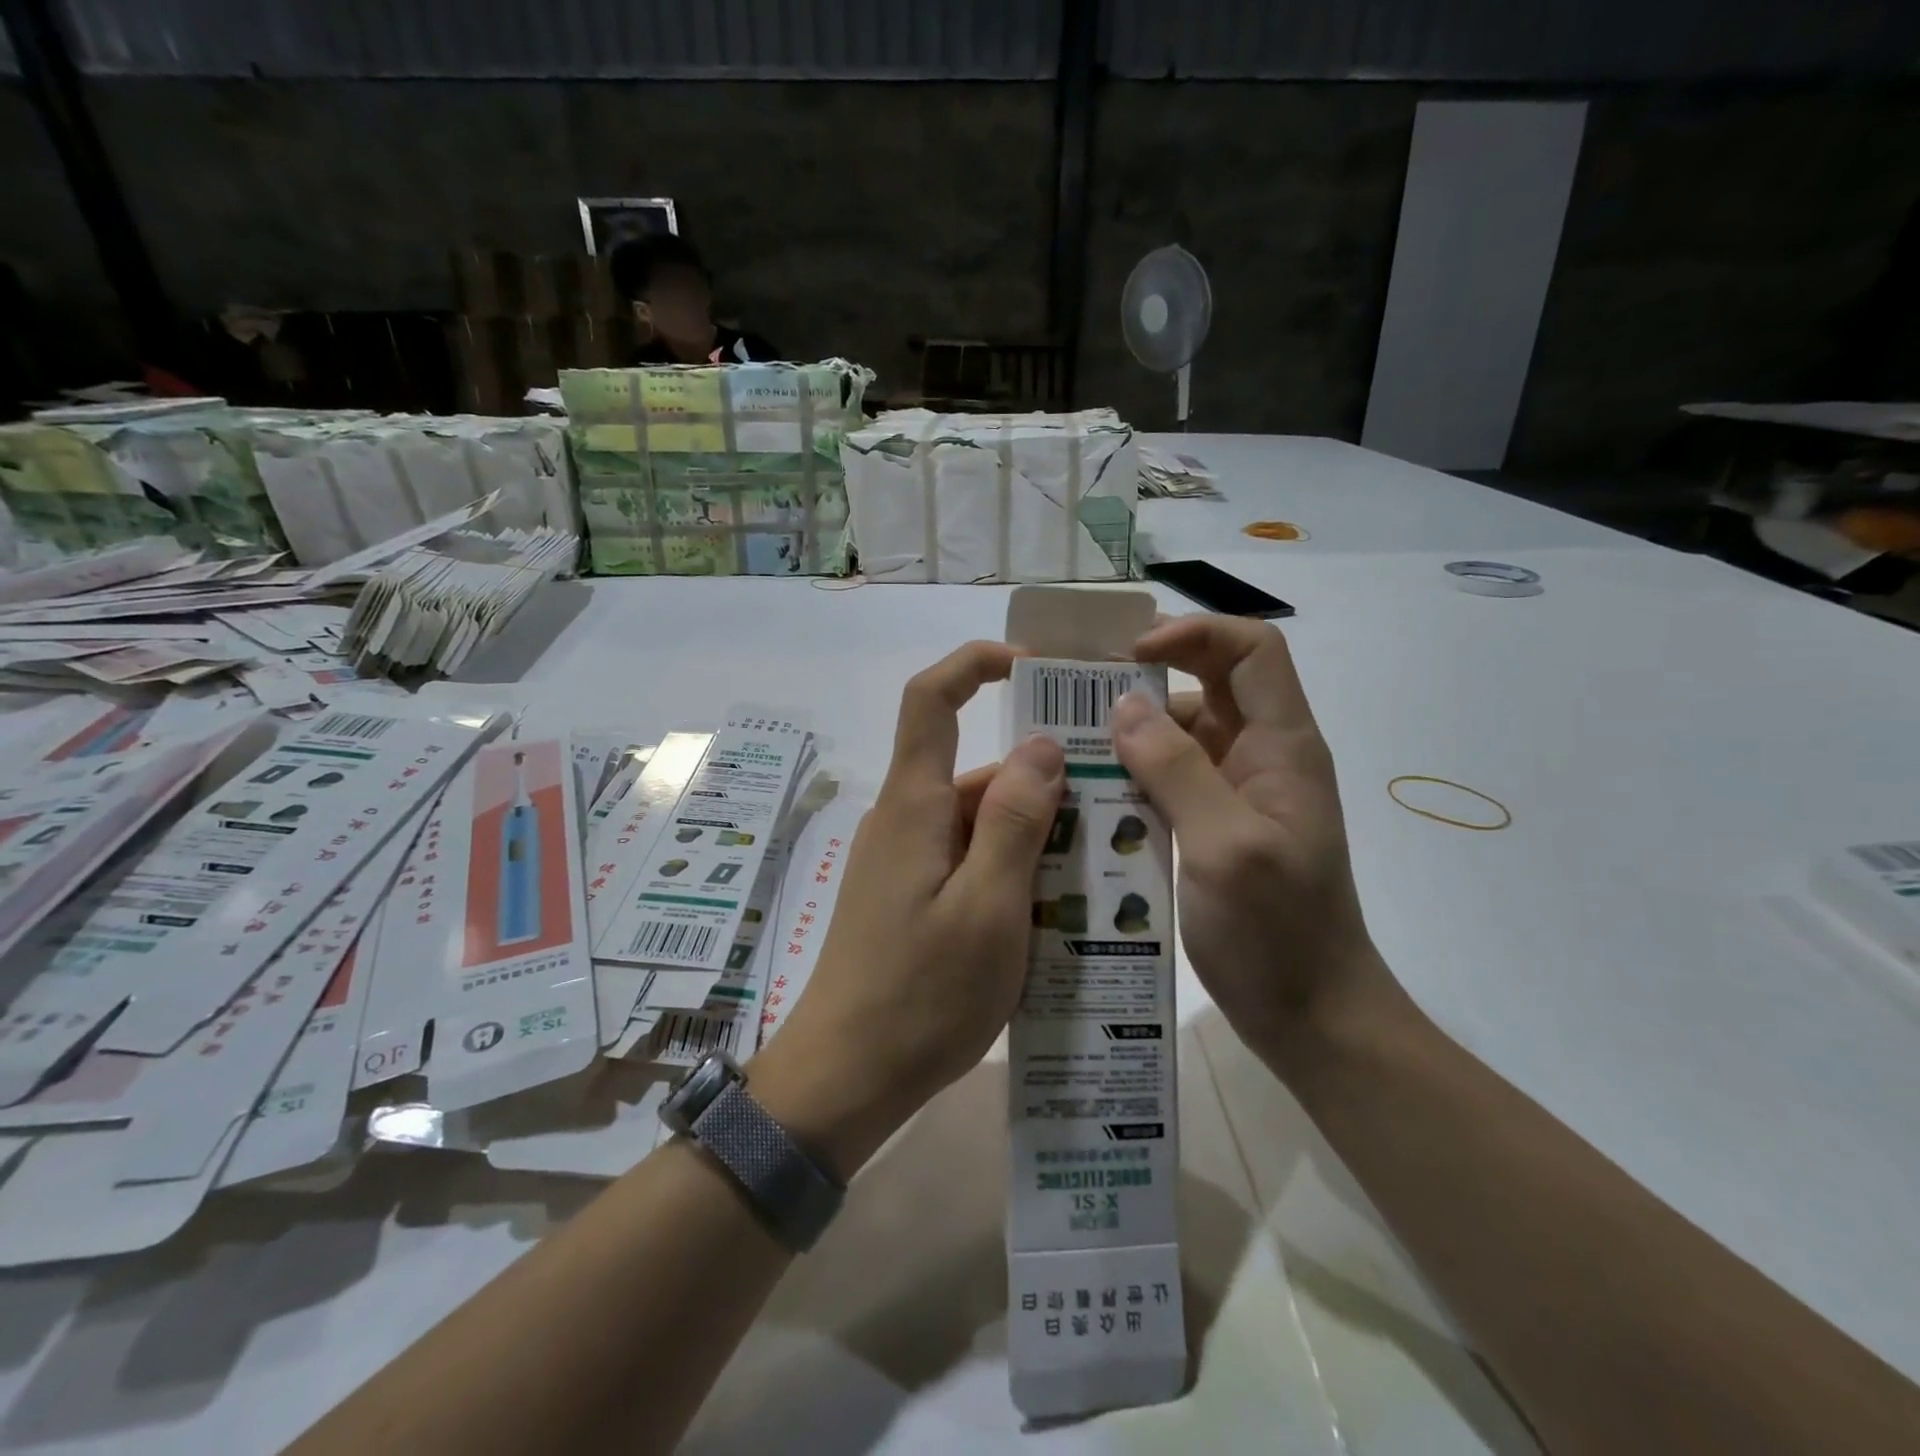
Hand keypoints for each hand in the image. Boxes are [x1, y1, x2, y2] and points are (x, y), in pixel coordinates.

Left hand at [751, 642, 1064, 1177]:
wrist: (846, 1076)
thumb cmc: (921, 994)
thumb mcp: (988, 908)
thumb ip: (1015, 821)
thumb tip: (1040, 744)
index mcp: (916, 806)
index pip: (932, 699)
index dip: (976, 665)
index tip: (1034, 669)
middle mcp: (905, 820)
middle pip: (974, 769)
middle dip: (1039, 777)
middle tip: (1112, 806)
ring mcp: (904, 861)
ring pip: (978, 821)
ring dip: (1033, 833)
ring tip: (1100, 867)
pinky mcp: (909, 896)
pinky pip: (968, 859)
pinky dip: (1011, 867)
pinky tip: (1056, 908)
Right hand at [1113, 615, 1384, 1063]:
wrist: (1313, 1016)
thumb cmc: (1279, 933)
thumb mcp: (1224, 846)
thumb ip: (1177, 769)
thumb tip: (1124, 705)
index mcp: (1282, 746)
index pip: (1252, 650)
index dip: (1196, 634)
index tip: (1130, 657)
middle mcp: (1261, 757)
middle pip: (1211, 683)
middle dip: (1150, 677)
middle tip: (1079, 694)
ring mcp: (1238, 793)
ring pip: (1183, 733)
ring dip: (1133, 732)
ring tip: (1071, 747)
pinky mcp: (1215, 826)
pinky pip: (1171, 778)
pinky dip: (1133, 774)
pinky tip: (1091, 793)